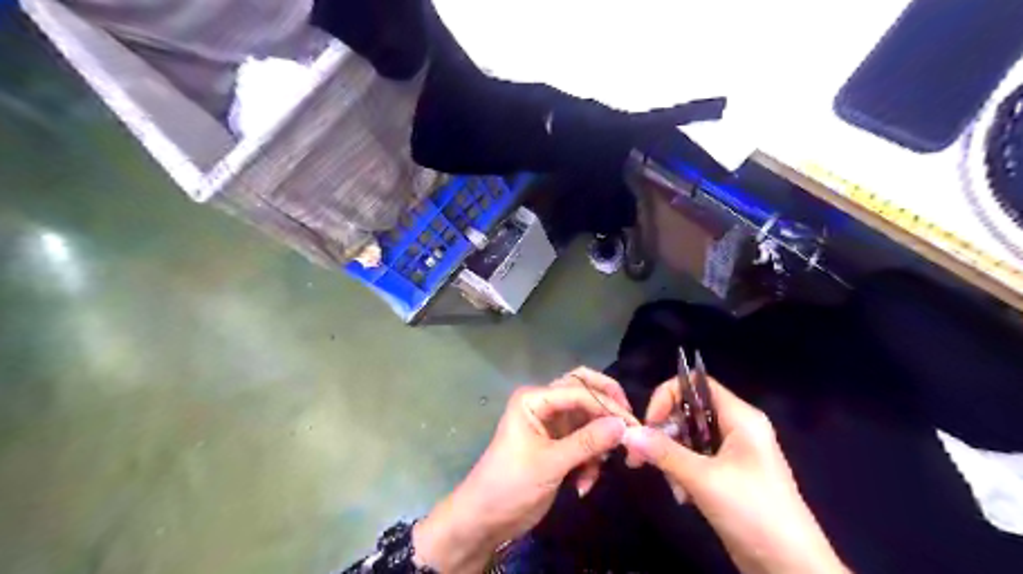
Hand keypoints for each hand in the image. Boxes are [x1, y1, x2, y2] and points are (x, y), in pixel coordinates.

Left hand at [411, 370, 635, 570]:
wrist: (486, 519)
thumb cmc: (510, 484)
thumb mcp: (550, 463)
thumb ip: (587, 442)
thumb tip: (624, 425)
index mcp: (535, 399)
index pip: (579, 391)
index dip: (607, 405)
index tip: (632, 425)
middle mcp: (544, 404)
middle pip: (584, 392)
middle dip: (606, 410)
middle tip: (629, 425)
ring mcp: (552, 424)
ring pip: (588, 420)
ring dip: (597, 445)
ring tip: (596, 470)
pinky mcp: (558, 444)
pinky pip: (585, 442)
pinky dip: (590, 461)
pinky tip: (583, 485)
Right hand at [625, 376, 846, 572]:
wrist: (792, 567)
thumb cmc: (753, 511)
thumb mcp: (703, 479)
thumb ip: (663, 452)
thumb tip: (628, 433)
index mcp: (739, 417)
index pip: (695, 384)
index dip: (668, 396)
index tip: (649, 423)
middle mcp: (736, 428)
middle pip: (688, 412)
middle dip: (664, 433)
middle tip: (640, 457)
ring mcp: (733, 452)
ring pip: (689, 438)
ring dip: (672, 458)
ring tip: (673, 487)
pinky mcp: (728, 474)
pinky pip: (696, 460)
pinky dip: (683, 473)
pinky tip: (684, 497)